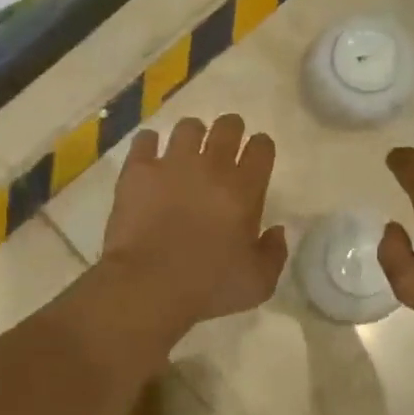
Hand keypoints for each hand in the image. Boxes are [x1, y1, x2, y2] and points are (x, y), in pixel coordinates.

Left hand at [102, 114, 287, 325]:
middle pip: (227, 127)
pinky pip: (145, 140)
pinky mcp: (137, 171)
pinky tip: (150, 156)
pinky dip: (149, 145)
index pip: (262, 148)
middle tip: (225, 145)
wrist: (149, 285)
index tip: (257, 157)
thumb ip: (274, 253)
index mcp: (245, 189)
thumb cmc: (209, 287)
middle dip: (231, 130)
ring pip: (187, 128)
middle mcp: (211, 167)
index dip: (262, 148)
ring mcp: (171, 164)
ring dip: (192, 135)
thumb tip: (276, 230)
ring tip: (188, 150)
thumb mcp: (259, 283)